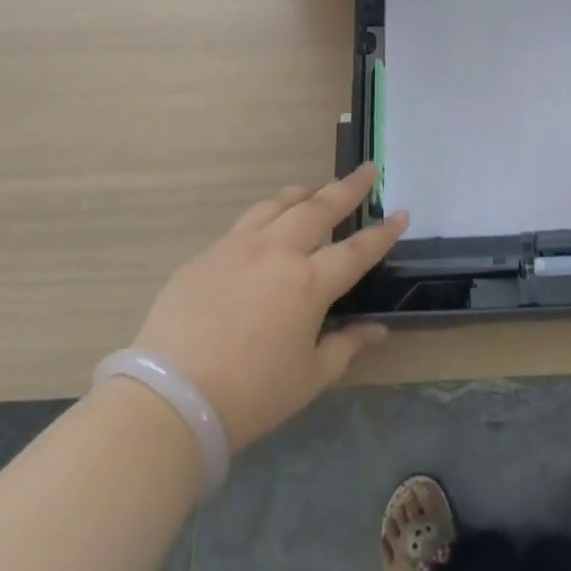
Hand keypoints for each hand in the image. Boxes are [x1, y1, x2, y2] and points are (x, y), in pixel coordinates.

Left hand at [129, 164, 407, 452]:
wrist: (169, 400)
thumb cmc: (250, 395)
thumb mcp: (309, 377)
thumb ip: (347, 346)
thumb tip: (379, 330)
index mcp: (309, 283)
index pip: (357, 249)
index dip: (384, 232)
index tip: (402, 213)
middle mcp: (277, 252)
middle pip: (319, 208)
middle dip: (348, 187)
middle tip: (366, 170)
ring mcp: (237, 247)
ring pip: (278, 205)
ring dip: (304, 193)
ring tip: (317, 188)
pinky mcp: (206, 255)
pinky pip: (245, 223)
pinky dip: (267, 214)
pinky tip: (267, 224)